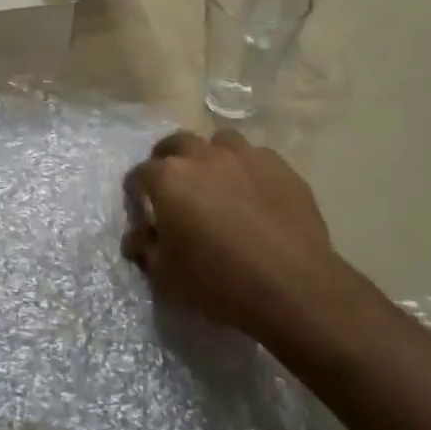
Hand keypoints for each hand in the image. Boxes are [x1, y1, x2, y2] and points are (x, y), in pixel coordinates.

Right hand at [122, 129, 354, 347]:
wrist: (293, 286)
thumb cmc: (219, 281)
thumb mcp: (167, 275)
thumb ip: (146, 248)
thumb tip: (137, 236)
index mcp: (169, 178)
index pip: (139, 174)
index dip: (136, 192)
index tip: (142, 210)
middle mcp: (203, 156)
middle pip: (177, 143)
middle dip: (168, 160)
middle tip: (174, 188)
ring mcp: (245, 156)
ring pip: (219, 143)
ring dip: (211, 157)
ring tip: (216, 183)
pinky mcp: (280, 167)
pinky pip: (255, 158)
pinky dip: (247, 171)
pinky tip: (254, 196)